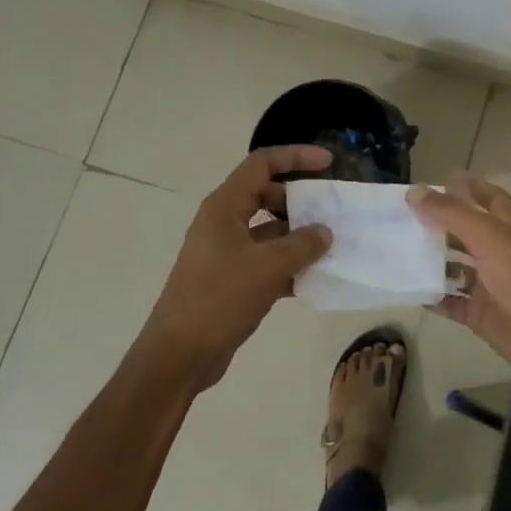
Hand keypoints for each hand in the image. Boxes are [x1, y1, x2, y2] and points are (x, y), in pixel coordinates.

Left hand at [144, 145, 333, 389]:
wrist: (179, 354)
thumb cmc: (218, 299)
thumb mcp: (267, 267)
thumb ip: (302, 245)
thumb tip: (324, 232)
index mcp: (225, 207)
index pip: (262, 164)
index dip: (295, 156)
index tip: (328, 162)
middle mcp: (223, 222)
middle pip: (265, 194)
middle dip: (299, 199)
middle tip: (329, 209)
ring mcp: (226, 251)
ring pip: (268, 230)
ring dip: (297, 235)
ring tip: (331, 245)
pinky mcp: (230, 279)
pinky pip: (266, 260)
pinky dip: (289, 265)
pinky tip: (313, 280)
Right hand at [407, 172, 510, 388]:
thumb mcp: (486, 236)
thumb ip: (450, 213)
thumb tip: (414, 192)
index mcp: (507, 227)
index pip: (489, 198)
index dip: (470, 187)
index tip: (442, 179)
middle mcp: (498, 251)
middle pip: (465, 231)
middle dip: (439, 223)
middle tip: (404, 216)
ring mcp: (488, 283)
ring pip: (455, 267)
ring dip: (431, 260)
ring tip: (397, 250)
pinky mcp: (479, 312)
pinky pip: (451, 301)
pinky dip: (433, 297)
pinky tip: (409, 290)